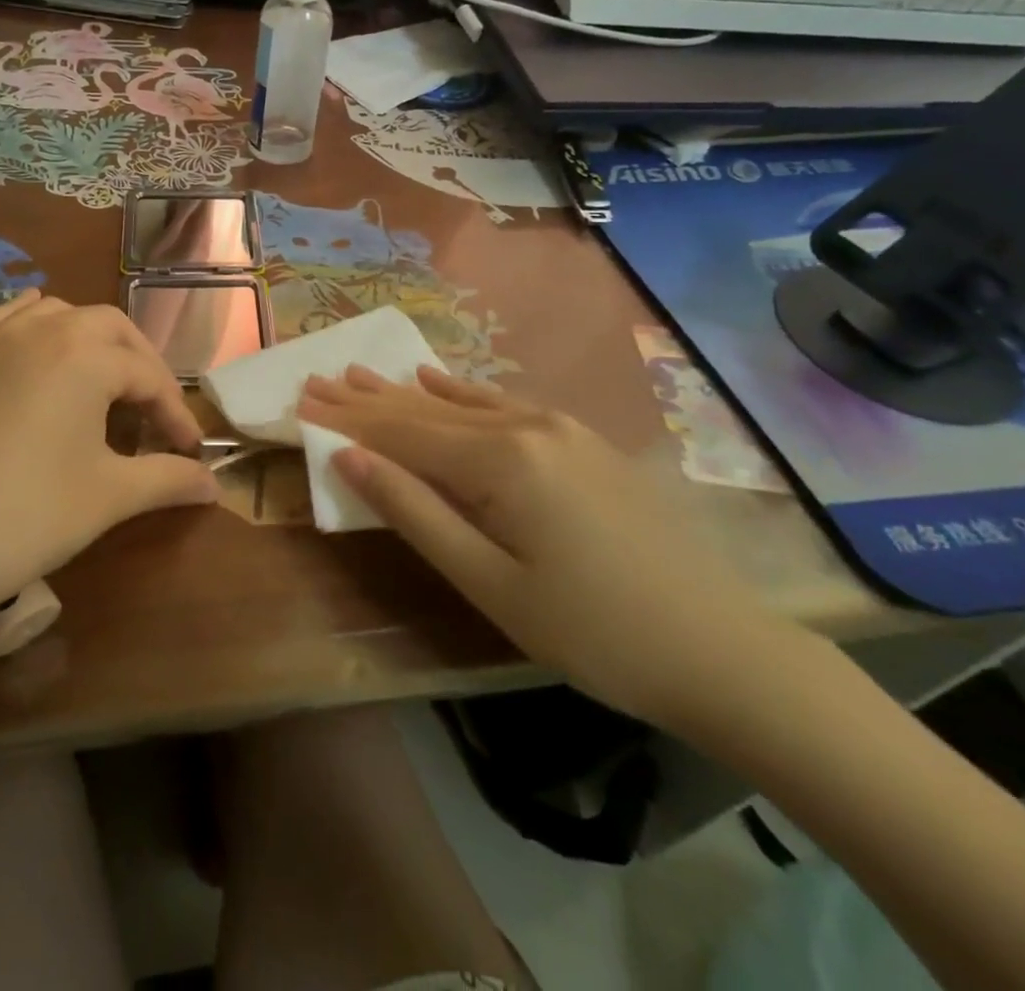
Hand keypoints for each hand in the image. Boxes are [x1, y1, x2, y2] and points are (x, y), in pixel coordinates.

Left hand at [0, 290, 218, 633]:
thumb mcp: (109, 498)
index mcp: (85, 355)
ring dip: (87, 339)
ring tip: (98, 378)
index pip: (148, 376)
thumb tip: (213, 485)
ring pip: (53, 313)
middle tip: (151, 411)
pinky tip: (31, 345)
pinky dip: (28, 326)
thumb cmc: (27, 516)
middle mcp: (39, 330)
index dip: (175, 414)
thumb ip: (168, 480)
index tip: (188, 452)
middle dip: (140, 364)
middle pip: (108, 328)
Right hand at [298, 364, 799, 731]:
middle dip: (367, 399)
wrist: (724, 650)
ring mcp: (559, 428)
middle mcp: (526, 426)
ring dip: (405, 392)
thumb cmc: (594, 631)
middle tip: (316, 379)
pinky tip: (436, 380)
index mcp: (500, 460)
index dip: (348, 419)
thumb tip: (352, 459)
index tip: (301, 399)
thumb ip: (416, 513)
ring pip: (461, 404)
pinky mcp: (581, 441)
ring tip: (358, 373)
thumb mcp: (490, 583)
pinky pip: (502, 405)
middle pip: (426, 411)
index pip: (402, 433)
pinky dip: (459, 394)